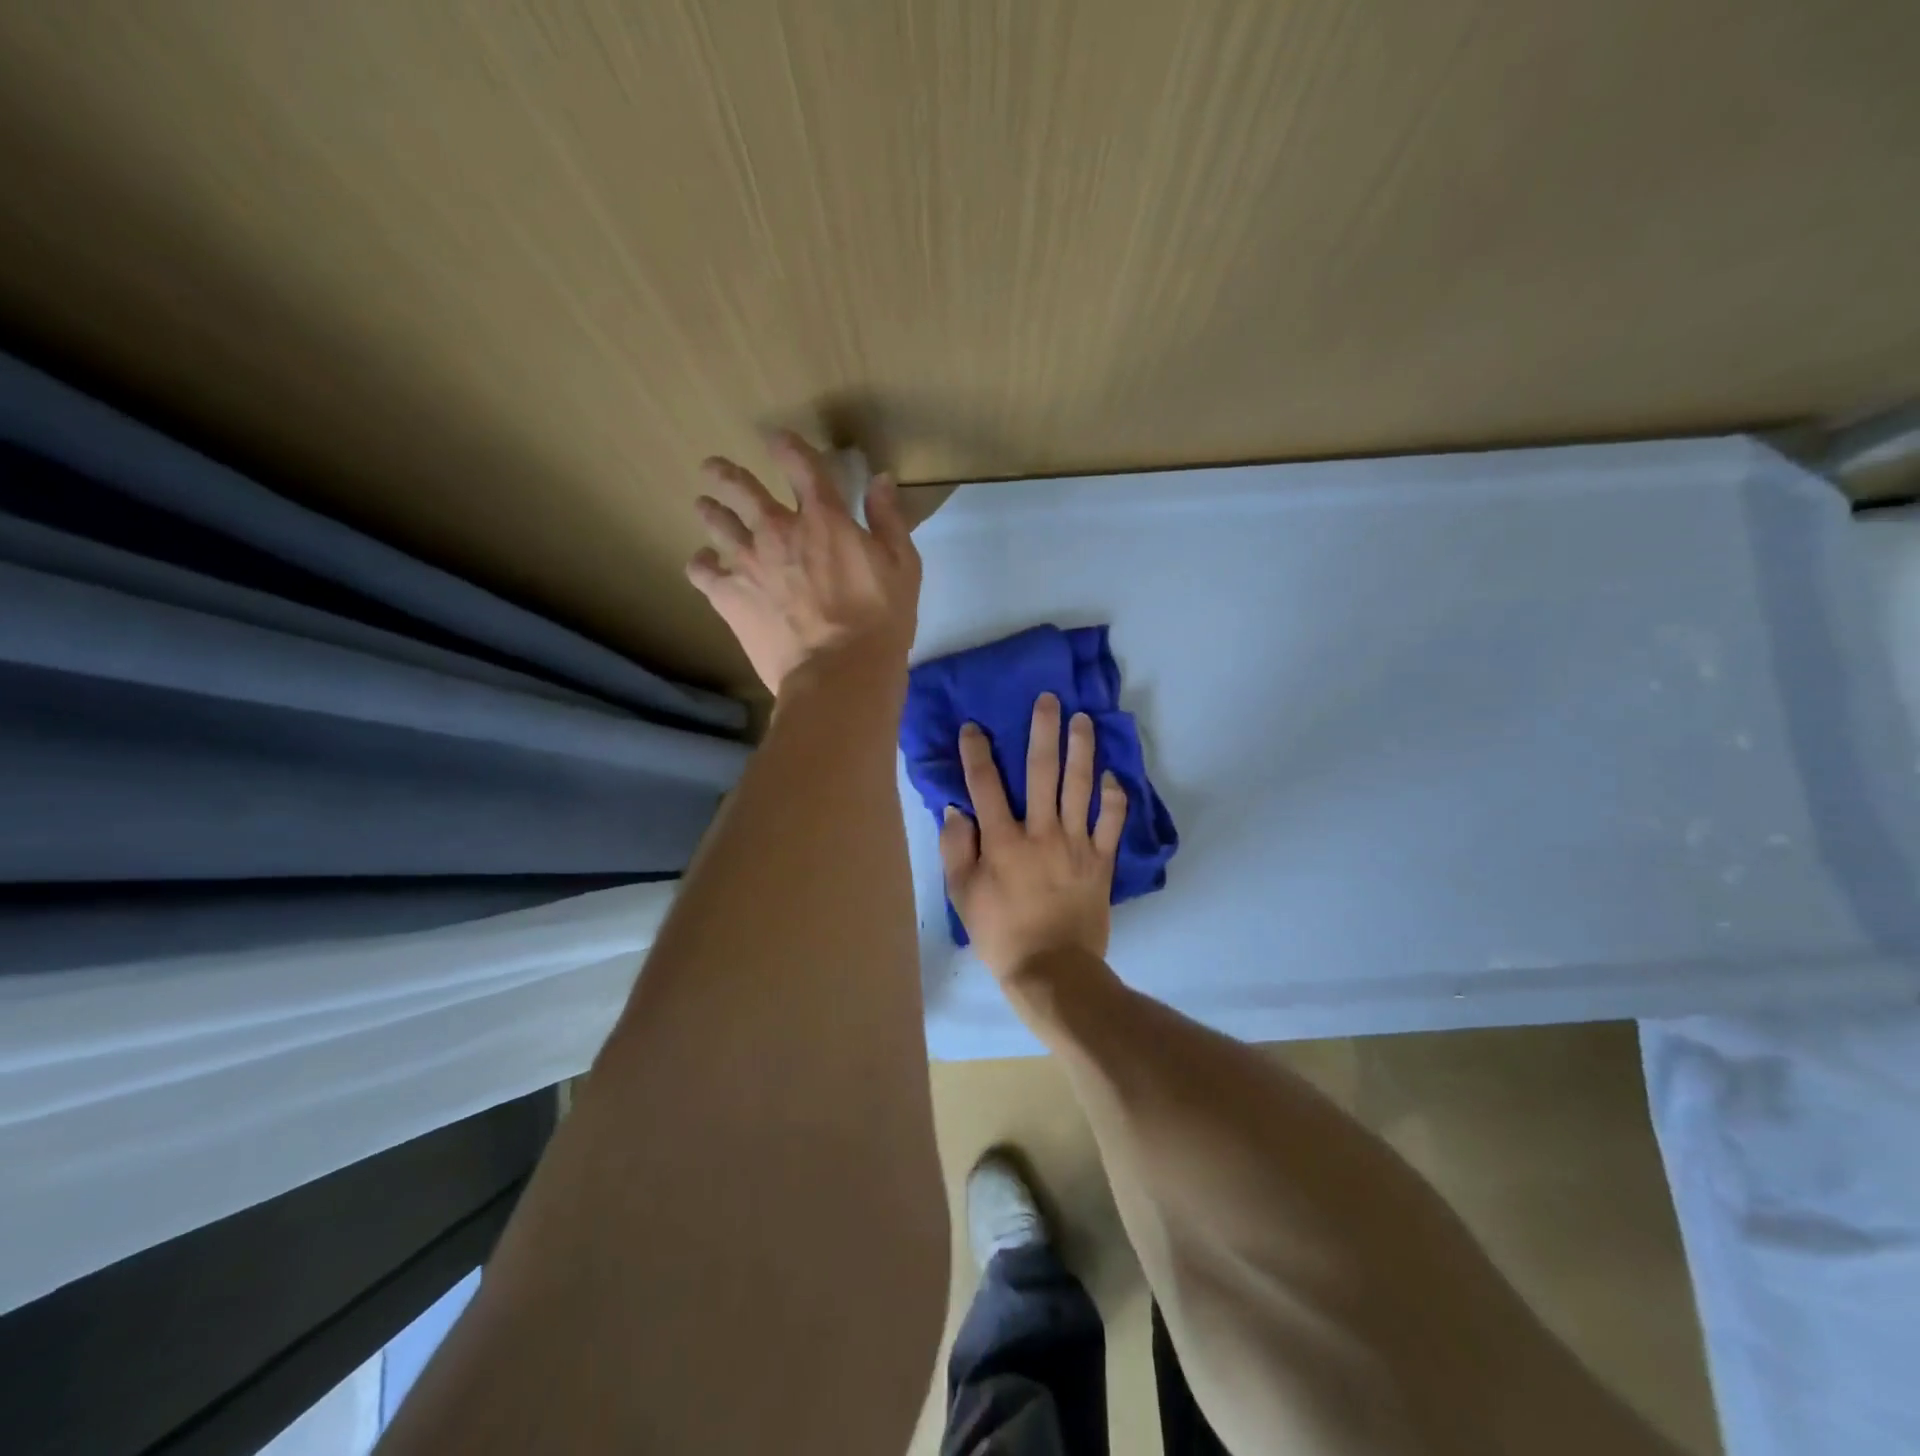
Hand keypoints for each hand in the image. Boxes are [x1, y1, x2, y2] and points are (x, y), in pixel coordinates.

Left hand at [687, 431, 920, 694]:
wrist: (839, 672)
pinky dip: (700, 563)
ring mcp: (747, 562)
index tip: (776, 439)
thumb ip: (889, 519)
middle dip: (726, 473)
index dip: (787, 446)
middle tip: (715, 468)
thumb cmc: (880, 621)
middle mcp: (778, 529)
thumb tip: (881, 479)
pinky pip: (701, 571)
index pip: (800, 465)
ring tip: (705, 506)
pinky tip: (703, 564)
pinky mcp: (728, 596)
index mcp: (823, 518)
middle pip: (741, 487)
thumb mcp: (903, 566)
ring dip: (710, 510)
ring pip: (716, 521)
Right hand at [940, 692, 1129, 981]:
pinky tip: (1114, 775)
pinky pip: (1112, 821)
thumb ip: (956, 849)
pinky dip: (1115, 797)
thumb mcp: (962, 895)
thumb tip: (956, 809)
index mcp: (1002, 841)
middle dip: (1044, 732)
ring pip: (1080, 787)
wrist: (1052, 970)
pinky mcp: (1101, 861)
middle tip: (1048, 700)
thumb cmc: (1000, 933)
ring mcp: (1076, 844)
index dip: (978, 752)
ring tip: (1083, 720)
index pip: (986, 785)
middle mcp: (1040, 832)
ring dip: (1082, 750)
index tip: (975, 727)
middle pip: (1042, 772)